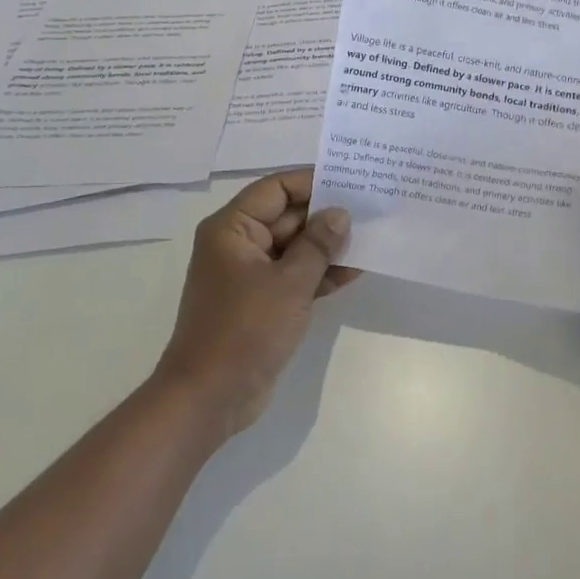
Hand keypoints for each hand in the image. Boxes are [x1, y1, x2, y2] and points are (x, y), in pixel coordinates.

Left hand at [153, 169, 356, 438]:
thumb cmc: (244, 330)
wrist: (209, 399)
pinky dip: (320, 273)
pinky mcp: (261, 302)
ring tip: (370, 238)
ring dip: (327, 246)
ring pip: (294, 247)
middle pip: (287, 216)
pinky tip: (354, 271)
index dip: (312, 181)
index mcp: (232, 228)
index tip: (350, 180)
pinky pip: (294, 276)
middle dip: (326, 215)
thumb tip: (340, 213)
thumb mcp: (289, 283)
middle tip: (370, 209)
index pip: (276, 188)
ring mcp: (250, 275)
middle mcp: (238, 244)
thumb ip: (318, 244)